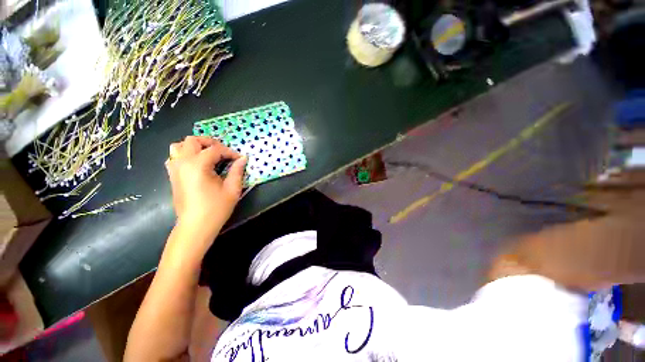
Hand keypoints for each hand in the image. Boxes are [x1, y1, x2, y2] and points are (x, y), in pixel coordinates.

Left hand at [165, 136, 246, 225]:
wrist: (195, 226)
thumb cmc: (216, 208)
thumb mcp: (232, 189)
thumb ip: (237, 171)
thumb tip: (243, 158)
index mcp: (198, 165)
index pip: (215, 149)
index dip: (230, 152)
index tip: (239, 159)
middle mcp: (183, 163)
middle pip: (193, 140)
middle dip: (211, 143)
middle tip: (223, 153)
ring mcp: (174, 169)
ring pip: (179, 146)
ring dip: (195, 147)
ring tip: (208, 155)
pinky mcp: (172, 176)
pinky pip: (174, 157)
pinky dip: (185, 155)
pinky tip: (196, 164)